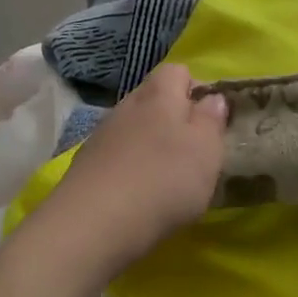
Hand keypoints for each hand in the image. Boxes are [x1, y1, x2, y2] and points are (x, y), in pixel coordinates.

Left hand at [39, 64, 227, 275]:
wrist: (91, 225)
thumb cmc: (162, 181)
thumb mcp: (206, 151)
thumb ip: (212, 120)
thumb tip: (212, 99)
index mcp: (160, 94)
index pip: (178, 71)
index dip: (195, 90)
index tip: (209, 122)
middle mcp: (128, 104)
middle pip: (154, 99)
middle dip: (172, 119)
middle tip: (190, 153)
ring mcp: (102, 134)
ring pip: (133, 127)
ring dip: (149, 144)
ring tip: (163, 179)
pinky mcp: (85, 164)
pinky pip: (115, 154)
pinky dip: (128, 167)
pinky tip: (135, 195)